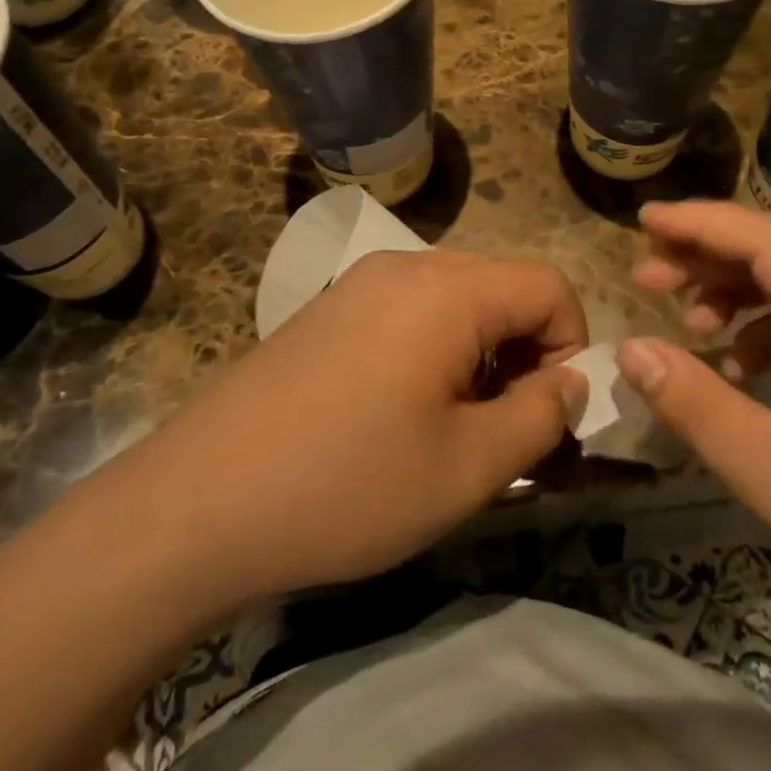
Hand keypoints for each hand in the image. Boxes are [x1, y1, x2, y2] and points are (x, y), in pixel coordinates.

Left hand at [149, 249, 587, 611]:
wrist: (198, 503)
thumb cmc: (347, 485)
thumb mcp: (468, 467)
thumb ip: (541, 416)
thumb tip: (571, 382)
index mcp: (446, 290)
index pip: (547, 287)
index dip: (572, 346)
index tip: (552, 416)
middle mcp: (404, 266)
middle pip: (502, 288)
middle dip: (525, 352)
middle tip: (508, 427)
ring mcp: (358, 284)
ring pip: (456, 300)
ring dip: (480, 353)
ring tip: (455, 424)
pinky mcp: (328, 310)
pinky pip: (408, 310)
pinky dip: (434, 349)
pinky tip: (400, 410)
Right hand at [617, 201, 770, 623]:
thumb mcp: (767, 472)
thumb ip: (692, 402)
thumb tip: (629, 348)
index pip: (767, 240)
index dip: (699, 223)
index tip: (643, 217)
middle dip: (707, 258)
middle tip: (645, 275)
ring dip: (733, 292)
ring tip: (683, 319)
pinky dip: (763, 327)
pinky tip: (734, 363)